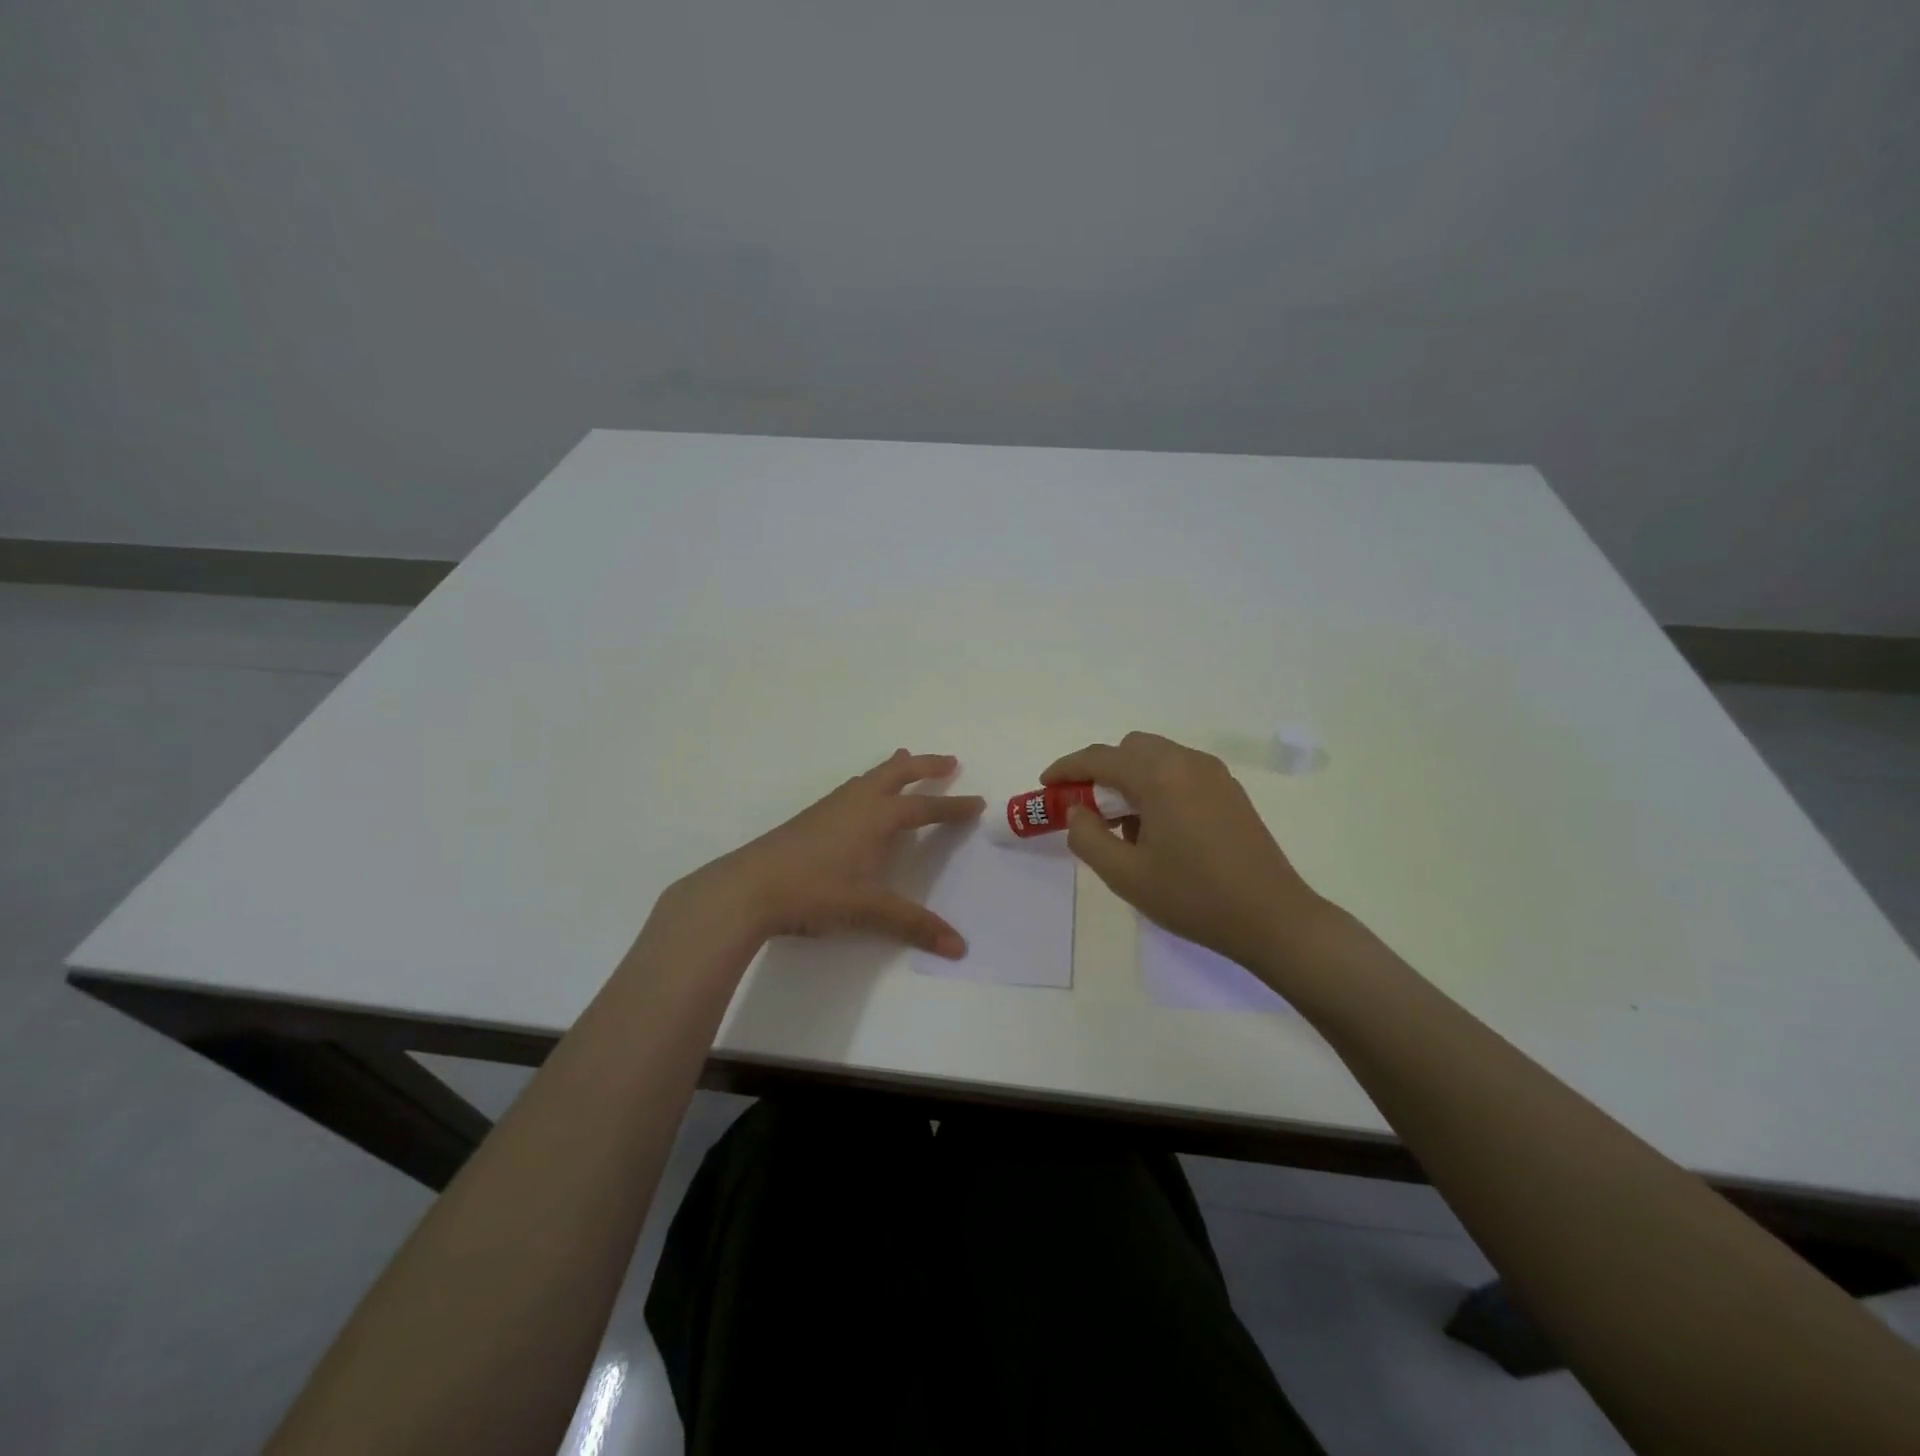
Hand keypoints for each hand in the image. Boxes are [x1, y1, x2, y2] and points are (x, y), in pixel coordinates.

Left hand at [681, 750, 985, 957]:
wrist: (750, 887)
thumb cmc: (816, 892)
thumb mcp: (869, 910)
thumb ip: (914, 925)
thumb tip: (960, 947)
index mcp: (878, 818)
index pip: (925, 808)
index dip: (953, 807)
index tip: (977, 801)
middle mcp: (858, 803)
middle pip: (898, 774)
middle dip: (927, 766)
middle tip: (950, 761)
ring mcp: (831, 807)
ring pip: (870, 776)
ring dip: (894, 769)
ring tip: (907, 761)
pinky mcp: (810, 817)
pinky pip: (851, 788)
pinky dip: (869, 782)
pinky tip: (859, 796)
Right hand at [1041, 732, 1327, 974]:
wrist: (1273, 918)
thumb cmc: (1194, 897)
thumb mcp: (1125, 875)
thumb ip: (1087, 837)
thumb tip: (1078, 811)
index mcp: (1159, 776)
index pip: (1100, 758)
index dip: (1066, 768)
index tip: (1045, 785)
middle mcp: (1187, 762)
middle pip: (1130, 749)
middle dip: (1100, 771)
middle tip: (1086, 808)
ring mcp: (1214, 774)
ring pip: (1156, 757)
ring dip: (1129, 778)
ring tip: (1122, 824)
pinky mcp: (1230, 791)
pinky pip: (1180, 772)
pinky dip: (1156, 785)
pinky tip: (1157, 828)